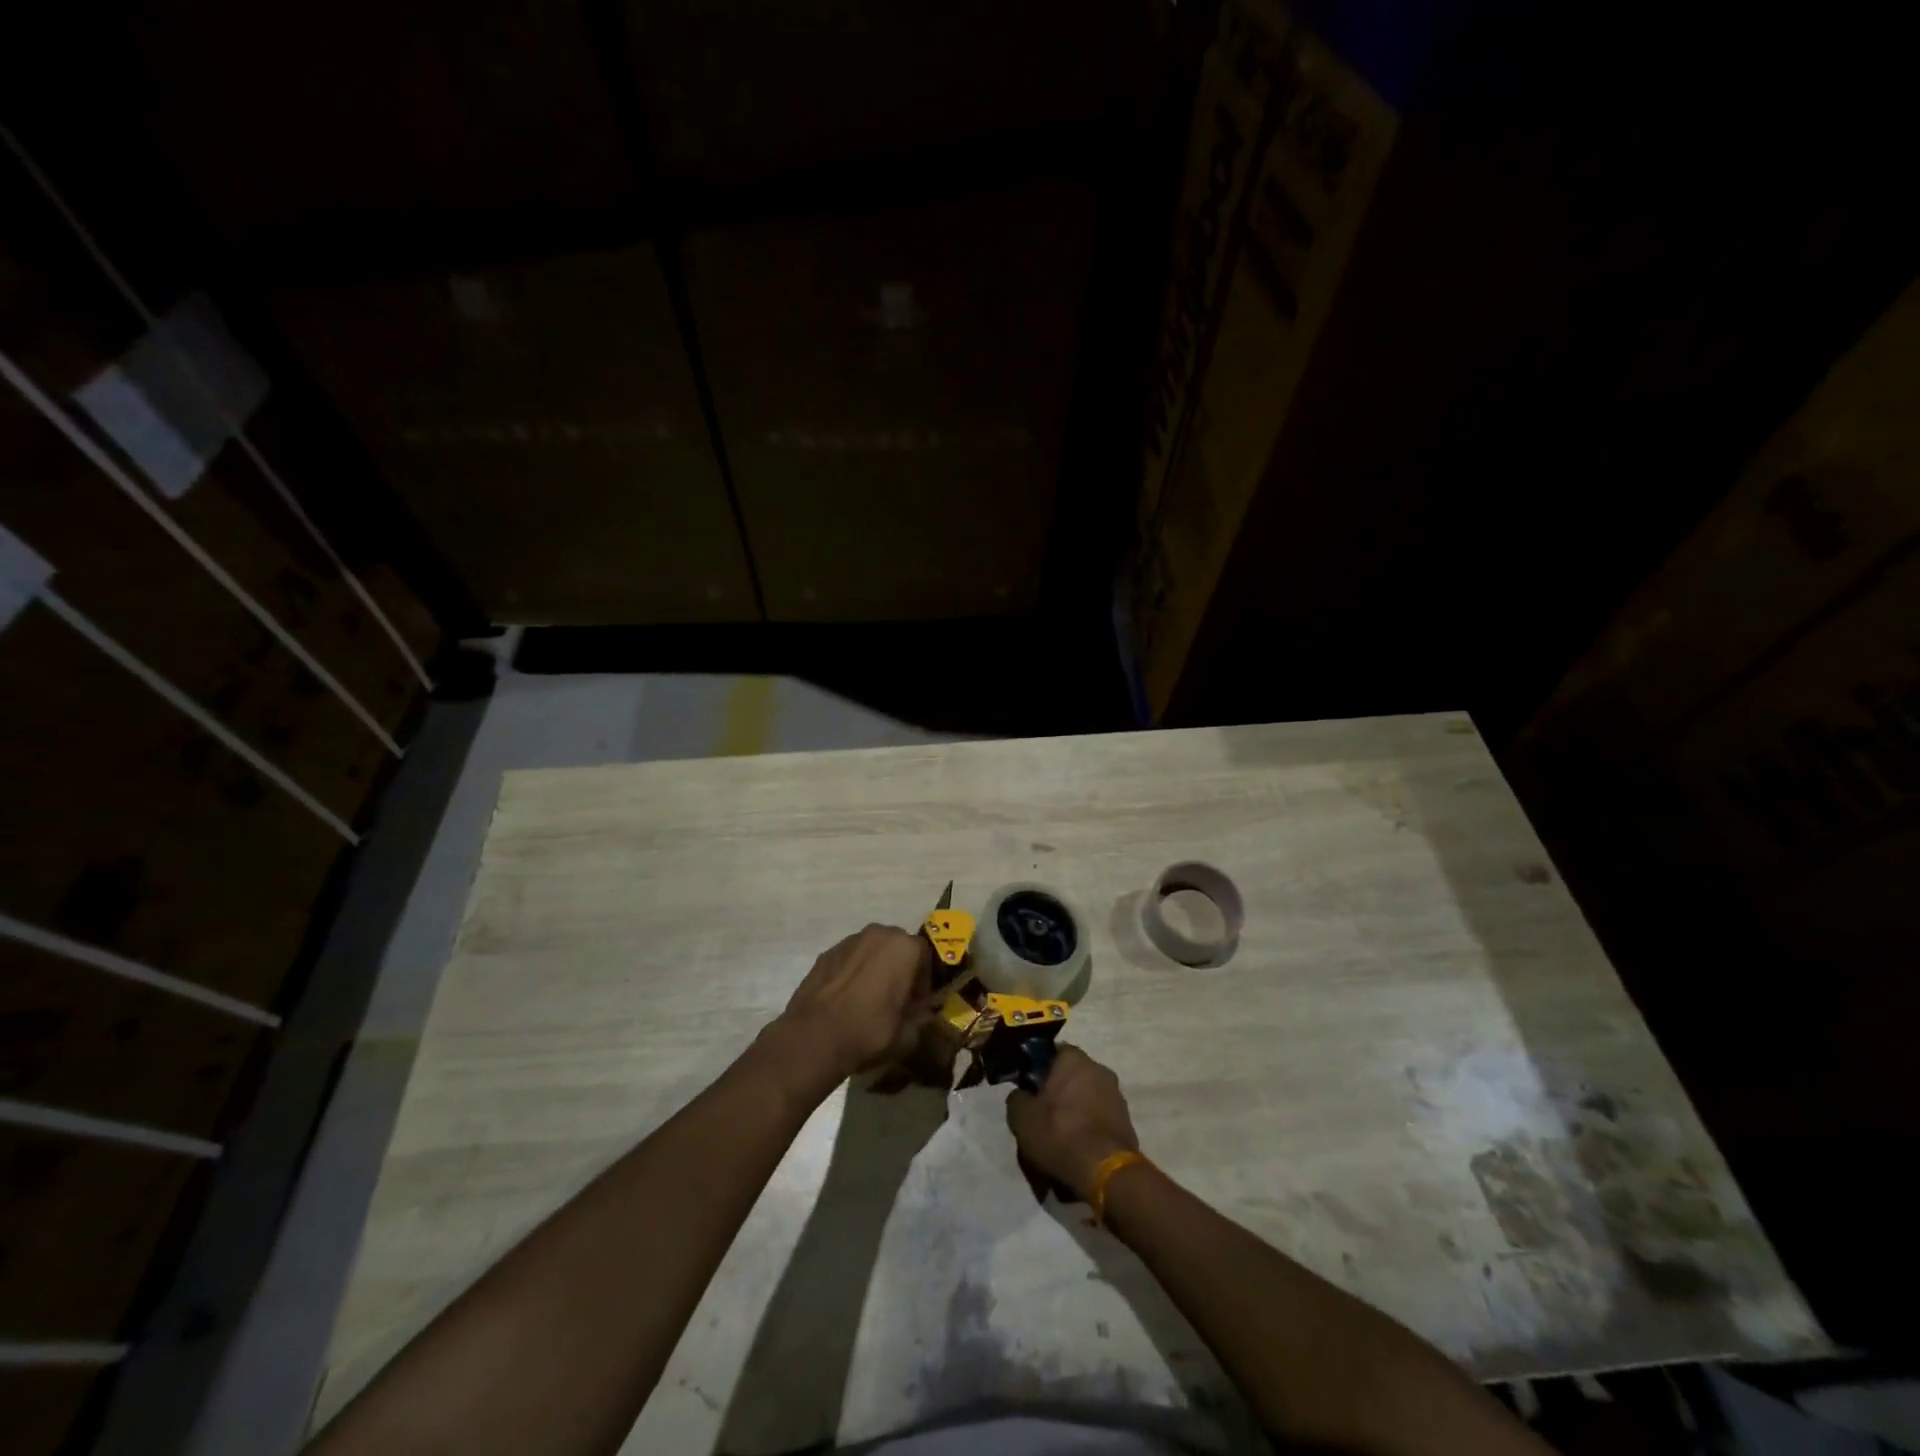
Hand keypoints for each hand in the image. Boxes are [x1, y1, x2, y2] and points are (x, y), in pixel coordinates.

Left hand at [774, 924, 930, 1086]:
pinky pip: (849, 959)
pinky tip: (846, 999)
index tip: (916, 1004)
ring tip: (868, 999)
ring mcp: (849, 941)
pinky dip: (852, 973)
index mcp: (905, 947)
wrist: (814, 1036)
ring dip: (875, 968)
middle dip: (900, 968)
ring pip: (871, 950)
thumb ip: (921, 1020)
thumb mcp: (908, 1036)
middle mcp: (878, 934)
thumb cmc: (869, 1031)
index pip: (926, 957)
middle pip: (898, 947)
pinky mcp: (826, 953)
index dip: (924, 981)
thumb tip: (920, 1015)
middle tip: (895, 998)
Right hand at [1006, 1045, 1139, 1200]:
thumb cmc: (1059, 1134)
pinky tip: (1075, 1154)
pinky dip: (1087, 1132)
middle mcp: (1099, 1069)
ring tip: (1057, 1143)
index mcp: (1074, 1059)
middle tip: (1040, 1119)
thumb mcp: (1022, 1118)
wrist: (1105, 1174)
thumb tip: (1022, 1095)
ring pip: (1084, 1101)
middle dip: (1056, 1096)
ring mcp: (1116, 1096)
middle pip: (1070, 1078)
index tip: (1028, 1090)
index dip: (1037, 1070)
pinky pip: (1098, 1121)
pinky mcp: (1126, 1122)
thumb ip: (1017, 1098)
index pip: (1052, 1052)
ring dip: (1072, 1115)